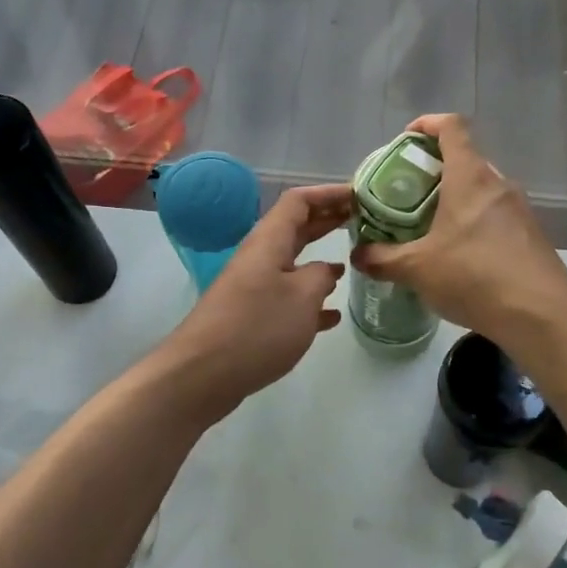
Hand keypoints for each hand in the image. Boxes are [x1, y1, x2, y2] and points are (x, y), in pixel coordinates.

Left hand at [156, 184, 351, 420]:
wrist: (203, 373)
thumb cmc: (257, 327)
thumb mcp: (302, 297)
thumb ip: (321, 276)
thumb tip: (326, 270)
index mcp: (269, 242)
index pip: (299, 201)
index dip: (328, 194)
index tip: (359, 194)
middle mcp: (260, 257)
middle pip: (296, 228)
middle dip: (327, 221)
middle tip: (363, 219)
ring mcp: (254, 287)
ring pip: (293, 263)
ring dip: (321, 259)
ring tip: (353, 260)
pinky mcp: (252, 316)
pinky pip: (287, 297)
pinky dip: (310, 299)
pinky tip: (332, 316)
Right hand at [351, 114, 566, 346]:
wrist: (541, 315)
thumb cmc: (474, 277)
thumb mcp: (417, 269)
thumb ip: (382, 258)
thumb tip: (358, 255)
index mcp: (470, 178)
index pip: (452, 127)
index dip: (427, 124)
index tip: (406, 140)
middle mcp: (498, 184)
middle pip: (464, 159)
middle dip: (433, 170)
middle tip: (406, 195)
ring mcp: (519, 209)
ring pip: (480, 190)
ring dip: (454, 199)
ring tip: (428, 227)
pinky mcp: (531, 235)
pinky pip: (495, 216)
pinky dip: (472, 223)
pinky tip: (458, 256)